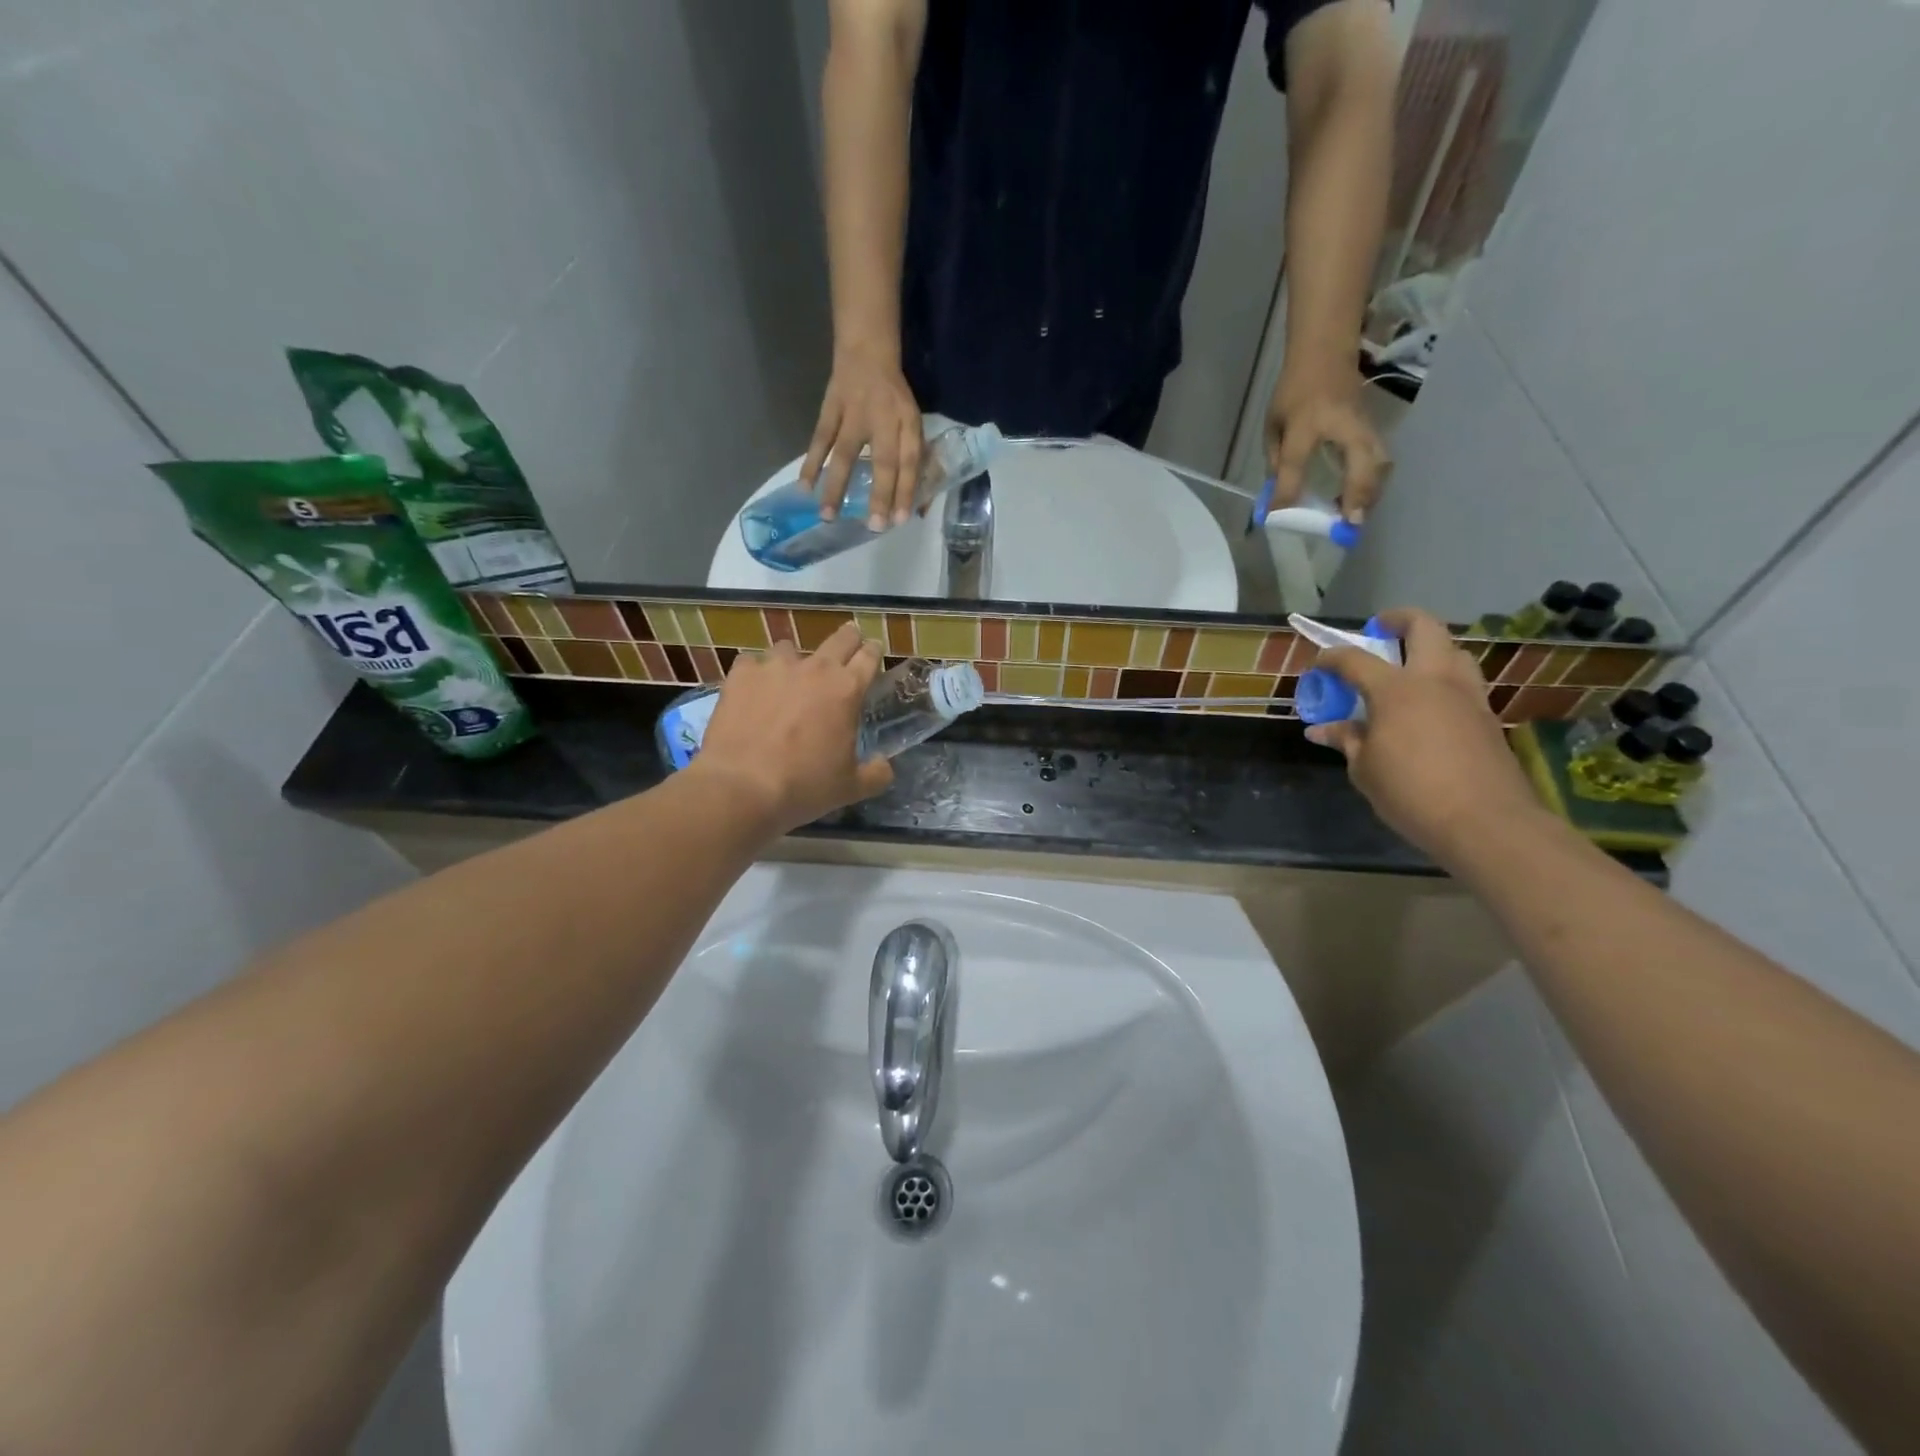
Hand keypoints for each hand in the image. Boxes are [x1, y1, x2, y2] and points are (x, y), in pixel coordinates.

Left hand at [690, 623, 893, 833]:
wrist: (742, 786)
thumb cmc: (804, 786)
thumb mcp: (851, 788)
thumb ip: (876, 773)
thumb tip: (884, 765)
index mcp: (847, 689)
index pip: (869, 656)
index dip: (874, 651)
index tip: (874, 652)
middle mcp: (814, 668)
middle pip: (840, 638)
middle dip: (848, 639)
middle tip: (847, 647)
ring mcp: (774, 667)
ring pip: (790, 648)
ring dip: (795, 660)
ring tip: (789, 679)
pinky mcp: (741, 674)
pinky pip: (752, 663)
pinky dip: (755, 673)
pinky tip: (753, 691)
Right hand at [801, 349, 923, 530]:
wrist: (867, 353)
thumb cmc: (893, 399)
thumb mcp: (912, 423)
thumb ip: (916, 459)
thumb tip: (917, 505)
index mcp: (907, 424)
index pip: (910, 461)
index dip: (906, 490)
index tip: (900, 520)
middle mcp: (883, 419)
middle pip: (883, 461)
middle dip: (880, 495)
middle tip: (875, 527)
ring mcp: (853, 414)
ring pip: (845, 454)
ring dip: (836, 486)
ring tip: (827, 516)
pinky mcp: (830, 409)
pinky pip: (819, 439)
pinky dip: (811, 463)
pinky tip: (804, 487)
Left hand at [1265, 367, 1390, 522]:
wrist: (1326, 352)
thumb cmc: (1294, 390)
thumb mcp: (1273, 422)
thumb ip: (1275, 459)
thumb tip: (1279, 496)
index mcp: (1305, 422)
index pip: (1294, 463)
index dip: (1286, 491)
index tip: (1278, 517)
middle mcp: (1341, 424)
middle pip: (1361, 463)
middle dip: (1358, 496)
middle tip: (1348, 525)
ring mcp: (1364, 424)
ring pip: (1379, 462)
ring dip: (1370, 493)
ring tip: (1354, 517)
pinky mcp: (1374, 427)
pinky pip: (1380, 459)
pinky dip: (1373, 482)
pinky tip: (1359, 500)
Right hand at [1304, 608, 1548, 862]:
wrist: (1486, 822)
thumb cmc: (1411, 793)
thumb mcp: (1364, 770)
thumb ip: (1346, 740)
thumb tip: (1322, 729)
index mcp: (1396, 690)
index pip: (1355, 659)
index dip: (1332, 657)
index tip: (1319, 662)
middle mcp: (1436, 681)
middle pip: (1424, 627)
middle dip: (1398, 620)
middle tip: (1380, 630)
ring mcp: (1469, 696)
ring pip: (1454, 651)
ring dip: (1430, 648)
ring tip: (1409, 667)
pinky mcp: (1488, 718)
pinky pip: (1464, 682)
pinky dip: (1444, 680)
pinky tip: (1429, 706)